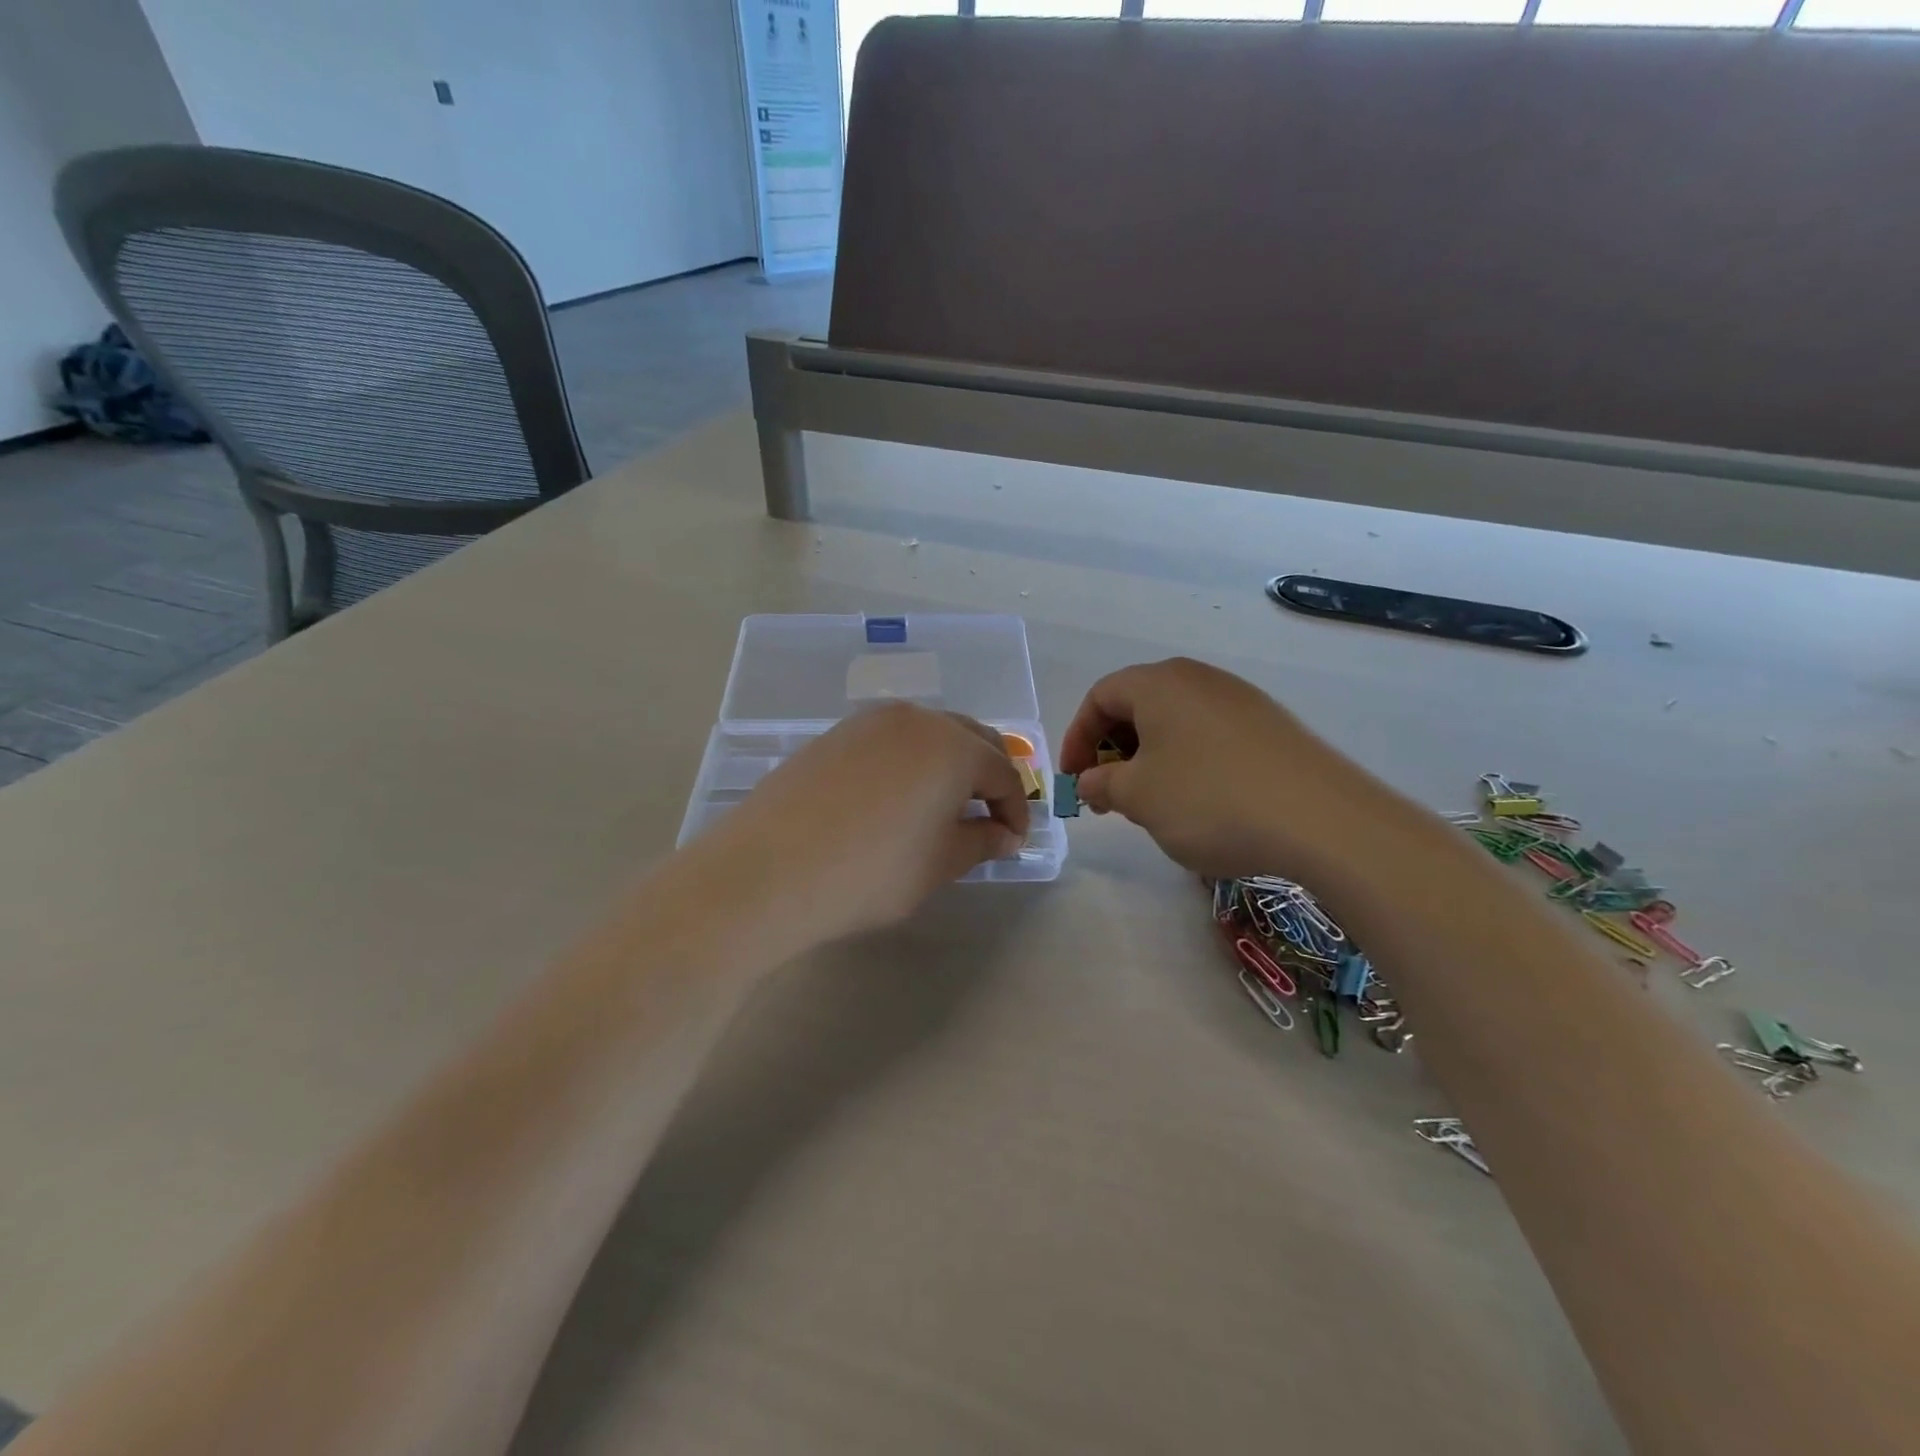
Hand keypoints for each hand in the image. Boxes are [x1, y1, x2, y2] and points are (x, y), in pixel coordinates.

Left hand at [690, 702, 1030, 950]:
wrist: (769, 870)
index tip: (1012, 841)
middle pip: (970, 739)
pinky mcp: (835, 734)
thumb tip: (1003, 833)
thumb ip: (980, 841)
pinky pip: (890, 740)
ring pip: (928, 733)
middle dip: (987, 776)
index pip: (1001, 773)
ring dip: (948, 764)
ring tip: (943, 806)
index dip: (1014, 808)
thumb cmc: (870, 872)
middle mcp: (916, 719)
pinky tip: (897, 796)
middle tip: (987, 817)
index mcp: (952, 747)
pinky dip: (909, 761)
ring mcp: (870, 722)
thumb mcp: (939, 865)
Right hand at [1059, 658, 1392, 880]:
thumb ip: (1102, 783)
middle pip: (1138, 705)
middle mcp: (1199, 679)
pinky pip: (1209, 735)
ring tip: (1151, 802)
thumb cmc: (1210, 799)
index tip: (1074, 779)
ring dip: (1150, 758)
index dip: (1077, 737)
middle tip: (1108, 794)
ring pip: (1175, 722)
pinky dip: (1187, 761)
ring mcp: (1240, 699)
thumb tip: (1091, 779)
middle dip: (1113, 749)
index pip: (1099, 696)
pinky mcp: (1270, 726)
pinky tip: (1199, 801)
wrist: (1321, 819)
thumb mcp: (1139, 797)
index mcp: (1158, 683)